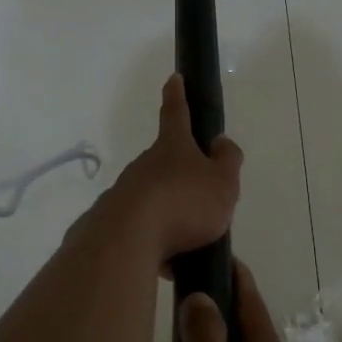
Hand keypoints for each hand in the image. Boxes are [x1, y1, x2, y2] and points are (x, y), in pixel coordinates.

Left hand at [103, 74, 243, 263]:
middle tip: (203, 199)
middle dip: (182, 176)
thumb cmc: (184, 202)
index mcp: (173, 146)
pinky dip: (161, 243)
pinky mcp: (114, 221)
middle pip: (166, 162)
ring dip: (173, 215)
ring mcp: (127, 192)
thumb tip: (220, 142)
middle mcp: (145, 164)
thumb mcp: (223, 182)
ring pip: (155, 198)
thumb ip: (227, 161)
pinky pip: (145, 229)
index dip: (178, 94)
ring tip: (193, 243)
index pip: (176, 112)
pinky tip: (173, 264)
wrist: (128, 239)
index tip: (174, 78)